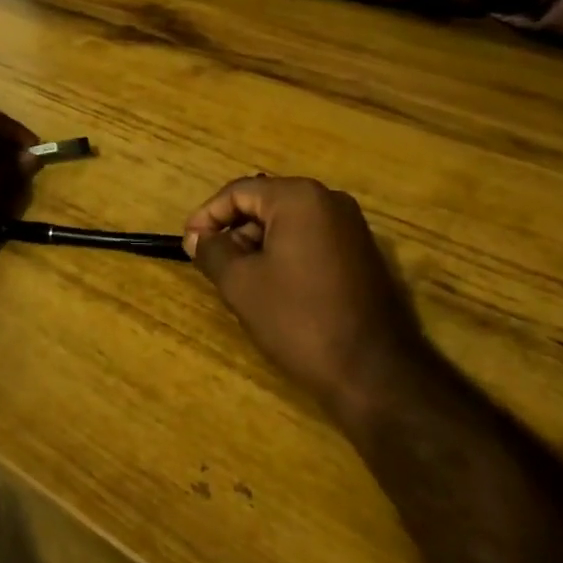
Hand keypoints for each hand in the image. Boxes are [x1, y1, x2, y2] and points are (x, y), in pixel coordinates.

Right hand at [184, 177, 424, 426]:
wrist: (373, 372)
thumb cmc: (299, 319)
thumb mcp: (242, 285)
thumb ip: (213, 252)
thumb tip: (196, 237)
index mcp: (299, 198)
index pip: (239, 191)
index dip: (208, 215)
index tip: (188, 244)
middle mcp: (329, 200)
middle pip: (266, 203)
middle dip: (234, 231)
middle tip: (212, 264)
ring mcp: (351, 226)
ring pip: (288, 223)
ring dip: (258, 245)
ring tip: (238, 280)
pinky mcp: (361, 253)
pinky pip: (311, 239)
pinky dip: (285, 254)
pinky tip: (272, 288)